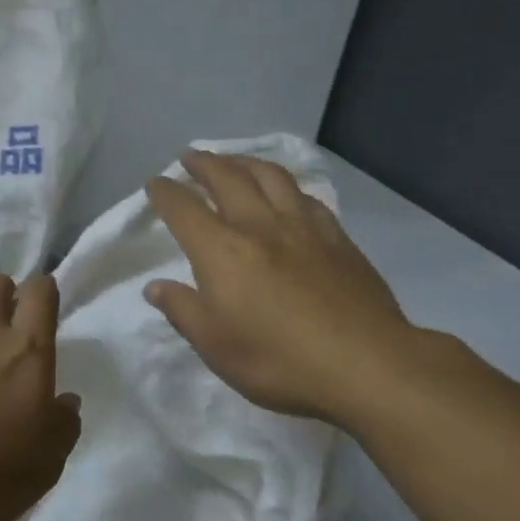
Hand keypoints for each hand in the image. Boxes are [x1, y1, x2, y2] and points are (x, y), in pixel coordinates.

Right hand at [144, 150, 412, 423]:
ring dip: (245, 162)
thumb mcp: (216, 347)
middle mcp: (260, 226)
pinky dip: (286, 185)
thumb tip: (156, 287)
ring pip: (270, 176)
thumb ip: (184, 311)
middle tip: (190, 157)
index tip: (155, 184)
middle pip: (228, 178)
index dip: (165, 193)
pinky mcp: (336, 236)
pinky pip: (305, 196)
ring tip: (233, 162)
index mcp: (223, 251)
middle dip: (204, 164)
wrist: (365, 363)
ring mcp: (303, 226)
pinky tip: (286, 193)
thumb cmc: (279, 361)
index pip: (184, 209)